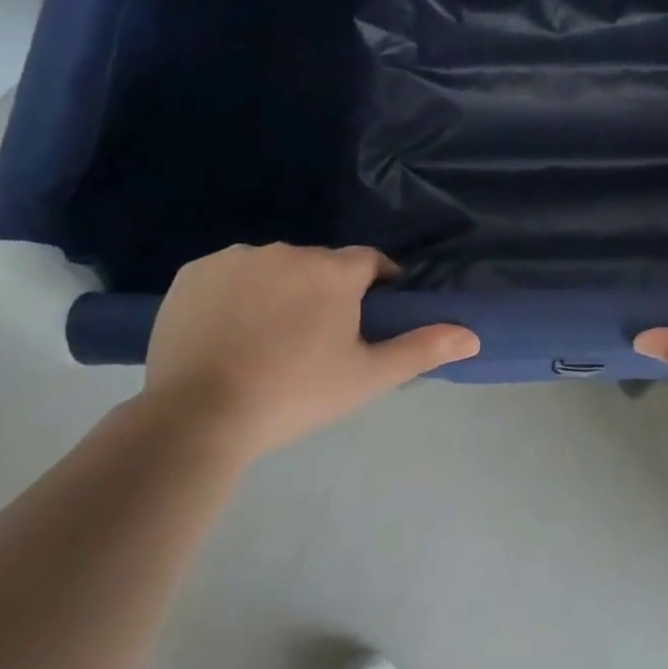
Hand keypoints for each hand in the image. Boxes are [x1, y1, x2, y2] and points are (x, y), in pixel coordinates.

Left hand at [143, 244, 478, 456]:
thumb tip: (473, 336)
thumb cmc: (295, 394)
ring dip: (280, 289)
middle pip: (320, 265)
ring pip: (273, 267)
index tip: (370, 314)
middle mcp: (287, 251)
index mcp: (333, 271)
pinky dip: (235, 293)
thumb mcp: (367, 378)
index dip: (376, 284)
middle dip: (325, 291)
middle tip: (315, 339)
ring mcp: (236, 258)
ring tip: (267, 338)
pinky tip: (228, 330)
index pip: (369, 262)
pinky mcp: (194, 272)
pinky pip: (229, 273)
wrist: (198, 417)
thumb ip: (422, 349)